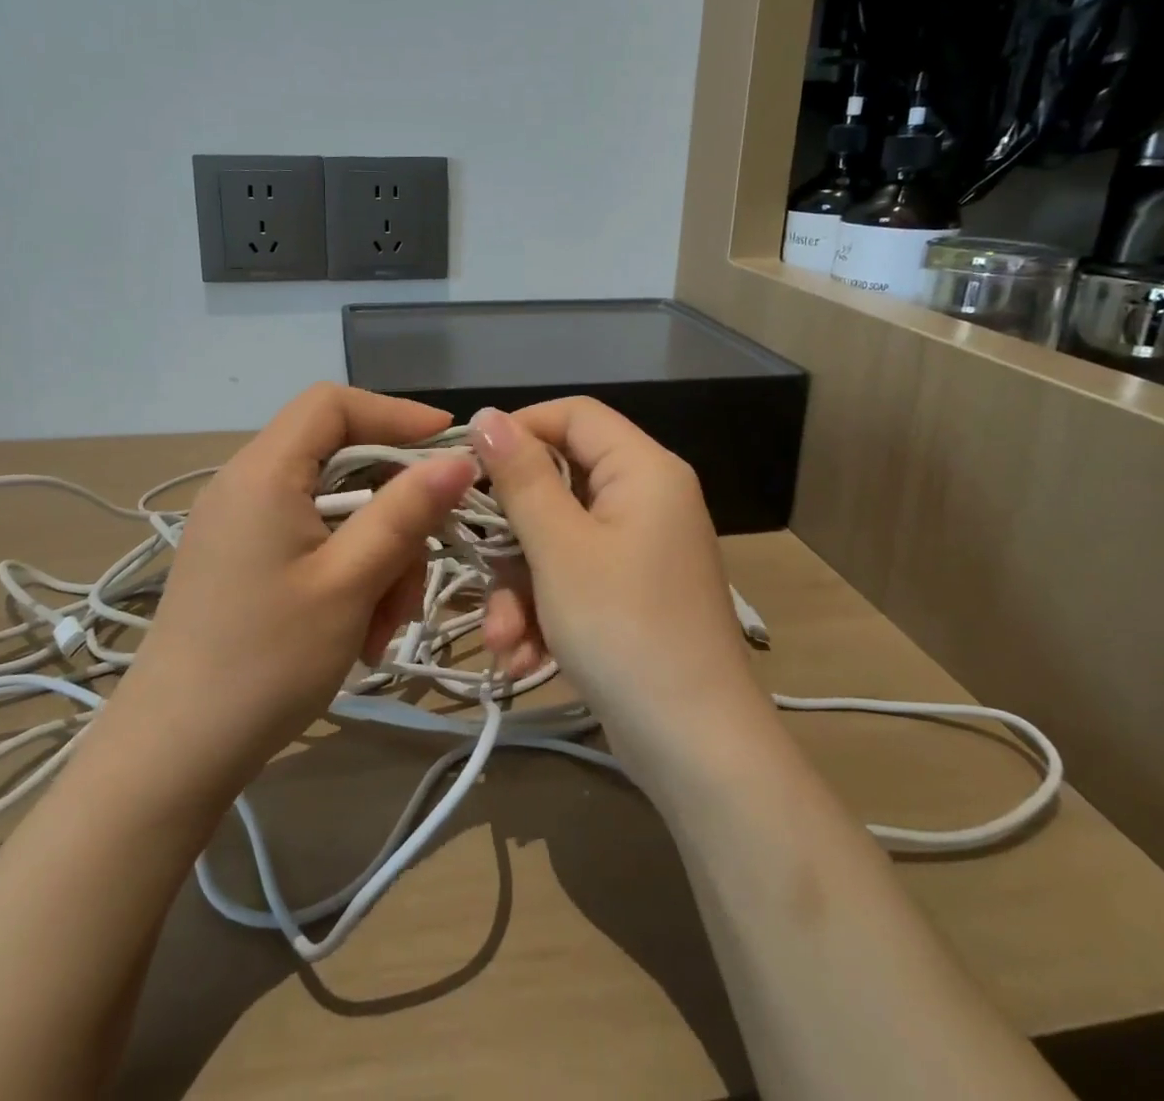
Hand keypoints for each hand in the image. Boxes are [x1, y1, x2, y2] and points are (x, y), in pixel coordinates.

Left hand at [107, 384, 477, 792]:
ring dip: (376, 556)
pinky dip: (348, 574)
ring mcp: (241, 525)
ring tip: (383, 624)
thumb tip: (458, 458)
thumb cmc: (265, 662)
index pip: (333, 404)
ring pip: (335, 510)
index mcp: (263, 473)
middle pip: (341, 462)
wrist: (173, 756)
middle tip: (417, 570)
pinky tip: (358, 630)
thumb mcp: (349, 583)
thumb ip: (405, 512)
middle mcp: (246, 485)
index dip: (396, 414)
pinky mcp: (243, 561)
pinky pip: (312, 542)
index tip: (449, 448)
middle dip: (393, 511)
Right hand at [468, 399, 765, 744]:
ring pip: (557, 540)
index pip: (574, 414)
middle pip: (559, 484)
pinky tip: (524, 660)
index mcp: (643, 469)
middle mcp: (647, 498)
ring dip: (520, 589)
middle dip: (512, 539)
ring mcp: (640, 549)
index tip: (467, 467)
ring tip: (505, 643)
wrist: (696, 748)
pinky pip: (574, 578)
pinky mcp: (631, 593)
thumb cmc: (624, 629)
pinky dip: (545, 612)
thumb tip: (485, 414)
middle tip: (480, 572)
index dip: (518, 430)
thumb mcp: (559, 549)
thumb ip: (520, 477)